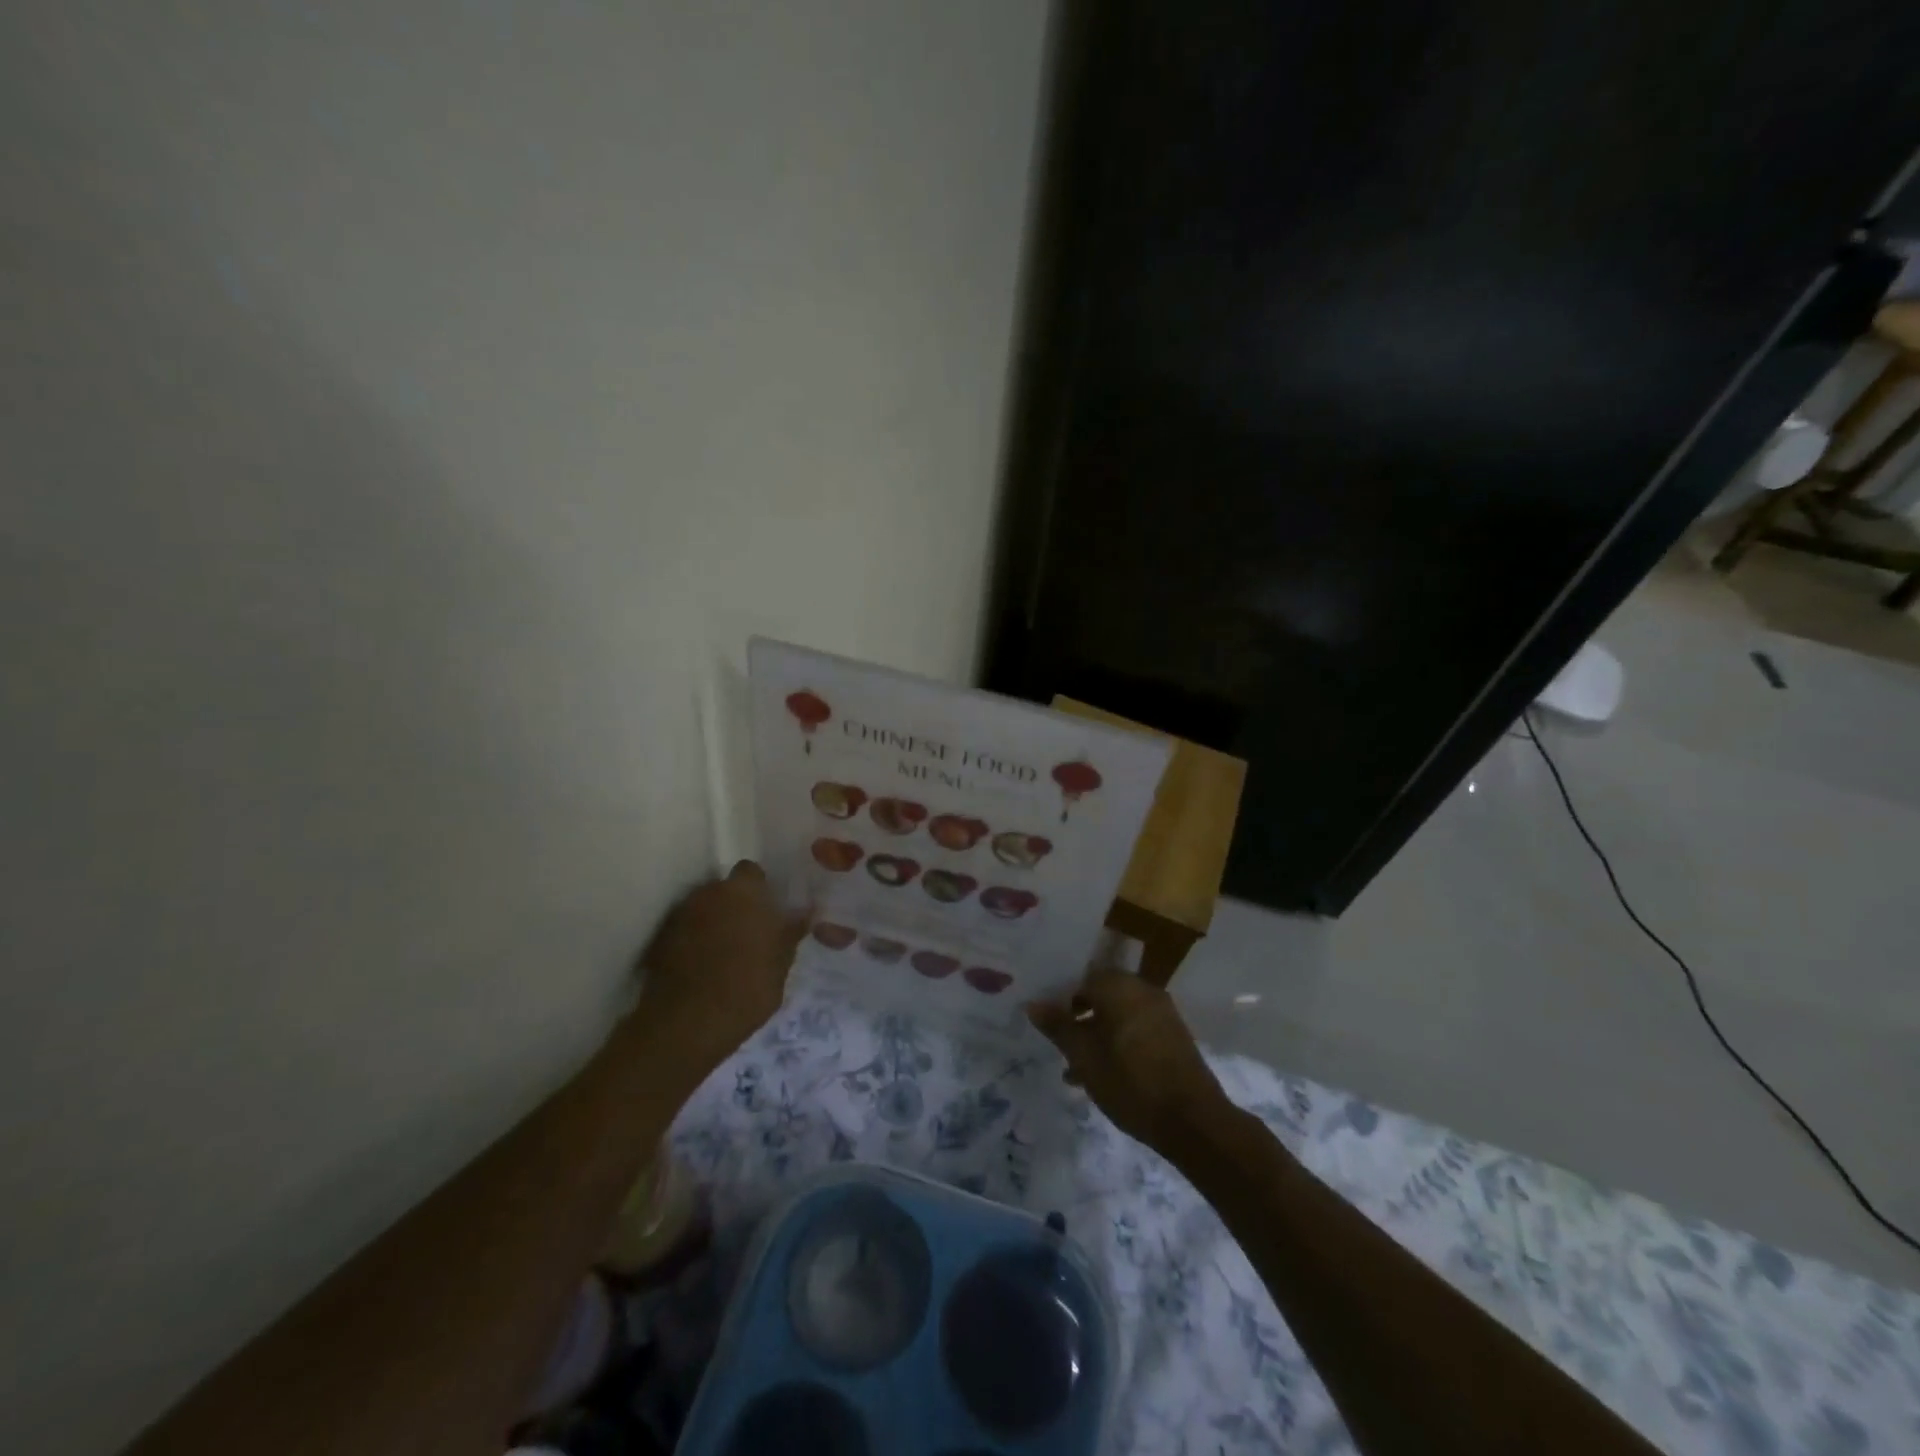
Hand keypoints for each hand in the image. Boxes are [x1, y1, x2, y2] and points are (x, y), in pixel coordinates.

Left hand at [629, 861, 808, 1082]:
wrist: (687, 1024)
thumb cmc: (747, 988)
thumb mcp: (782, 963)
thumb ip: (791, 931)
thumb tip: (805, 912)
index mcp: (744, 891)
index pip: (752, 872)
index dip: (760, 890)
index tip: (768, 912)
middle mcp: (709, 893)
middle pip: (724, 890)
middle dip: (734, 906)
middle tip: (749, 934)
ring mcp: (680, 915)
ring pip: (703, 909)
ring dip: (712, 923)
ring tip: (724, 954)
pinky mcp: (660, 939)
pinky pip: (684, 931)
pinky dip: (692, 941)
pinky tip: (702, 967)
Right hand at [1026, 967, 1228, 1151]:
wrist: (1193, 1121)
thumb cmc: (1130, 1082)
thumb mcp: (1084, 1056)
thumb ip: (1058, 1027)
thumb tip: (1033, 1004)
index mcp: (1119, 986)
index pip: (1080, 980)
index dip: (1060, 1001)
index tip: (1048, 1025)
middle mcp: (1142, 990)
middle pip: (1100, 996)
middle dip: (1078, 1019)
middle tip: (1060, 1046)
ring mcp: (1162, 1012)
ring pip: (1118, 1016)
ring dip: (1096, 1036)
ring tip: (1075, 1070)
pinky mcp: (1174, 1036)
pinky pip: (1136, 1029)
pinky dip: (1117, 1043)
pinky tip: (1104, 1075)